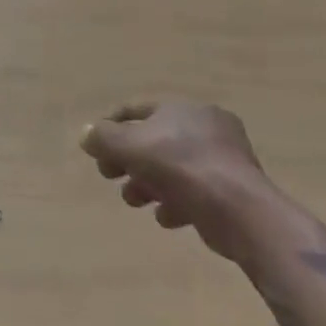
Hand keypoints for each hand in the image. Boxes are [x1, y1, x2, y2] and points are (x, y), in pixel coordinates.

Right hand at [81, 103, 271, 264]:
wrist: (239, 210)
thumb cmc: (180, 166)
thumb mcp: (130, 145)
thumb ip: (103, 138)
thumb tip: (87, 134)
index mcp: (182, 108)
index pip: (138, 109)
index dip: (111, 125)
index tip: (95, 147)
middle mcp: (205, 128)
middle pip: (154, 140)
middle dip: (128, 160)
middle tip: (111, 176)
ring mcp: (223, 160)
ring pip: (173, 168)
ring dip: (147, 184)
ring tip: (134, 200)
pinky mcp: (232, 192)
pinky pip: (194, 192)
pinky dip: (175, 202)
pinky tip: (166, 217)